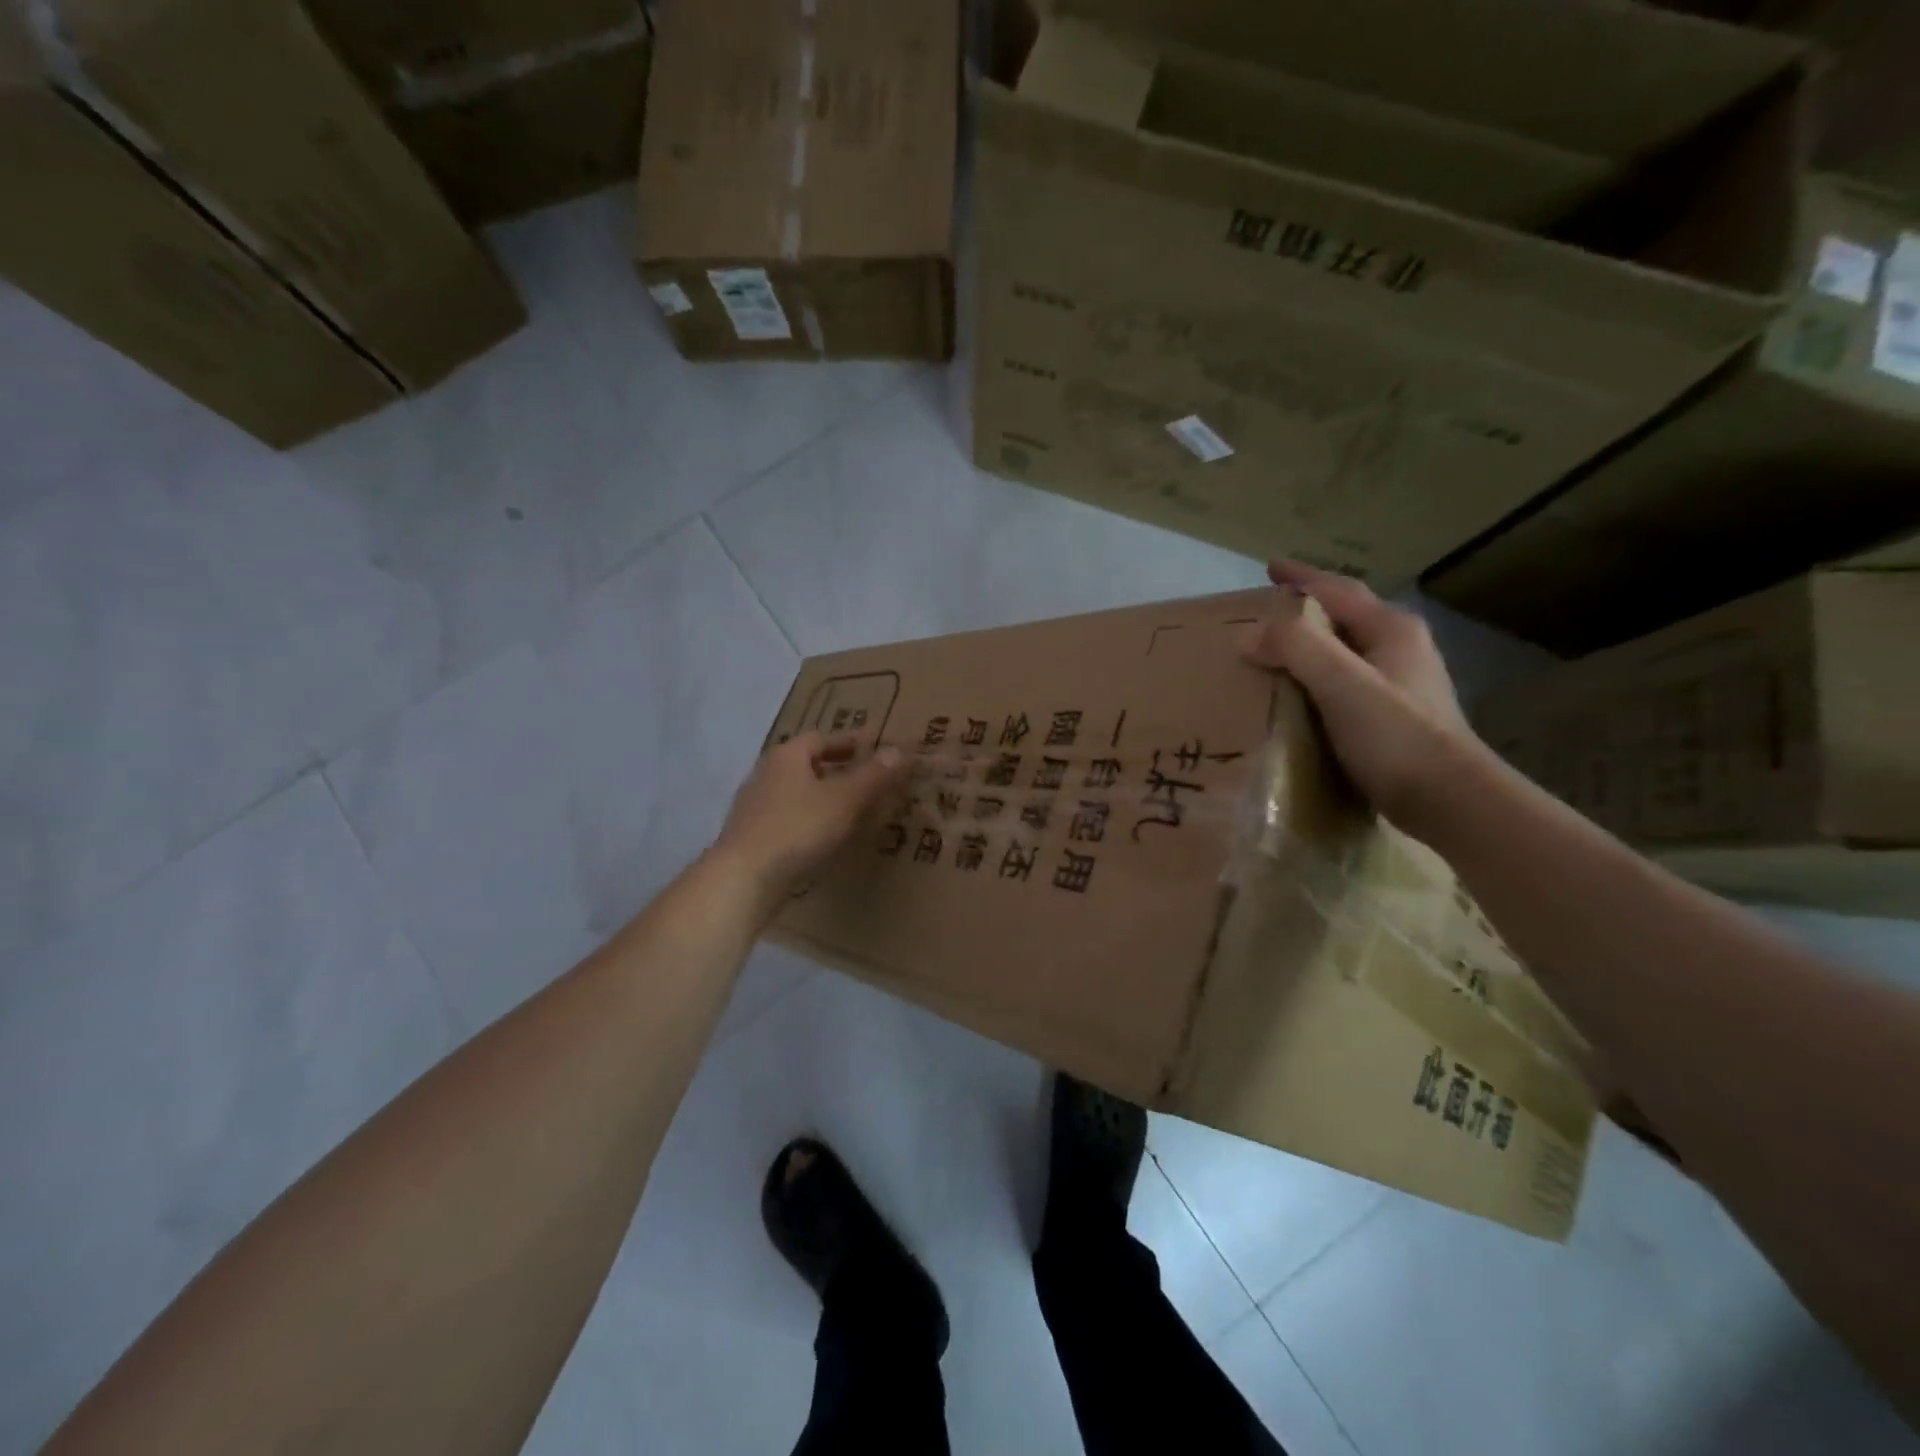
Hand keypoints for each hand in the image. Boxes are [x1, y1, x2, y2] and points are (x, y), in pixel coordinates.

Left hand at [714, 731, 908, 894]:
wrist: (742, 879)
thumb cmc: (797, 829)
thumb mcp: (844, 800)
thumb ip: (873, 776)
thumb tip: (899, 751)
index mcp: (787, 756)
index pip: (822, 738)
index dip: (850, 742)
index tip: (874, 749)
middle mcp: (766, 773)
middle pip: (807, 763)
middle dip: (837, 769)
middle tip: (867, 779)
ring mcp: (754, 806)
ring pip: (797, 792)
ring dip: (823, 796)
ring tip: (852, 810)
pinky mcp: (751, 836)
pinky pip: (788, 817)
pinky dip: (809, 819)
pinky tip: (824, 838)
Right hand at [1240, 561, 1482, 838]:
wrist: (1451, 800)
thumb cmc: (1395, 736)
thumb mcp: (1341, 683)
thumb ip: (1296, 648)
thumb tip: (1250, 634)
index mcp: (1391, 630)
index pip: (1338, 590)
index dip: (1302, 578)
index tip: (1270, 569)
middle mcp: (1401, 649)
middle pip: (1345, 618)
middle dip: (1306, 612)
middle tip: (1266, 616)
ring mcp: (1403, 685)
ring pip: (1346, 652)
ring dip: (1311, 648)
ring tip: (1275, 656)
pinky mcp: (1396, 718)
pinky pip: (1346, 684)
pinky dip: (1318, 681)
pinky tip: (1301, 700)